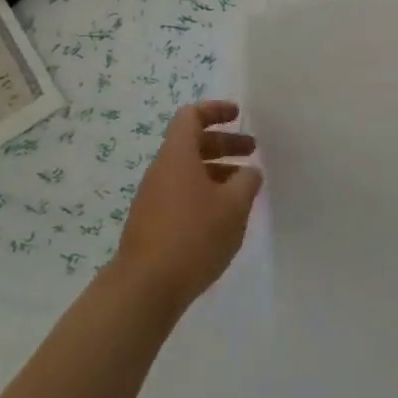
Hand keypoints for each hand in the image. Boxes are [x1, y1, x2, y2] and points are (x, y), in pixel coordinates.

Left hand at [112, 101, 260, 312]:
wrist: (145, 287)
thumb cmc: (193, 236)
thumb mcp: (233, 206)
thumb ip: (246, 183)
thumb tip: (249, 172)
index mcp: (177, 155)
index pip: (191, 116)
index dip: (215, 110)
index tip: (238, 115)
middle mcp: (161, 170)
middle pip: (192, 143)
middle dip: (223, 143)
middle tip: (252, 150)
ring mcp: (153, 197)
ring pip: (188, 171)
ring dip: (217, 170)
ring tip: (244, 187)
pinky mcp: (153, 223)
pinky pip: (182, 194)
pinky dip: (205, 192)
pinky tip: (224, 215)